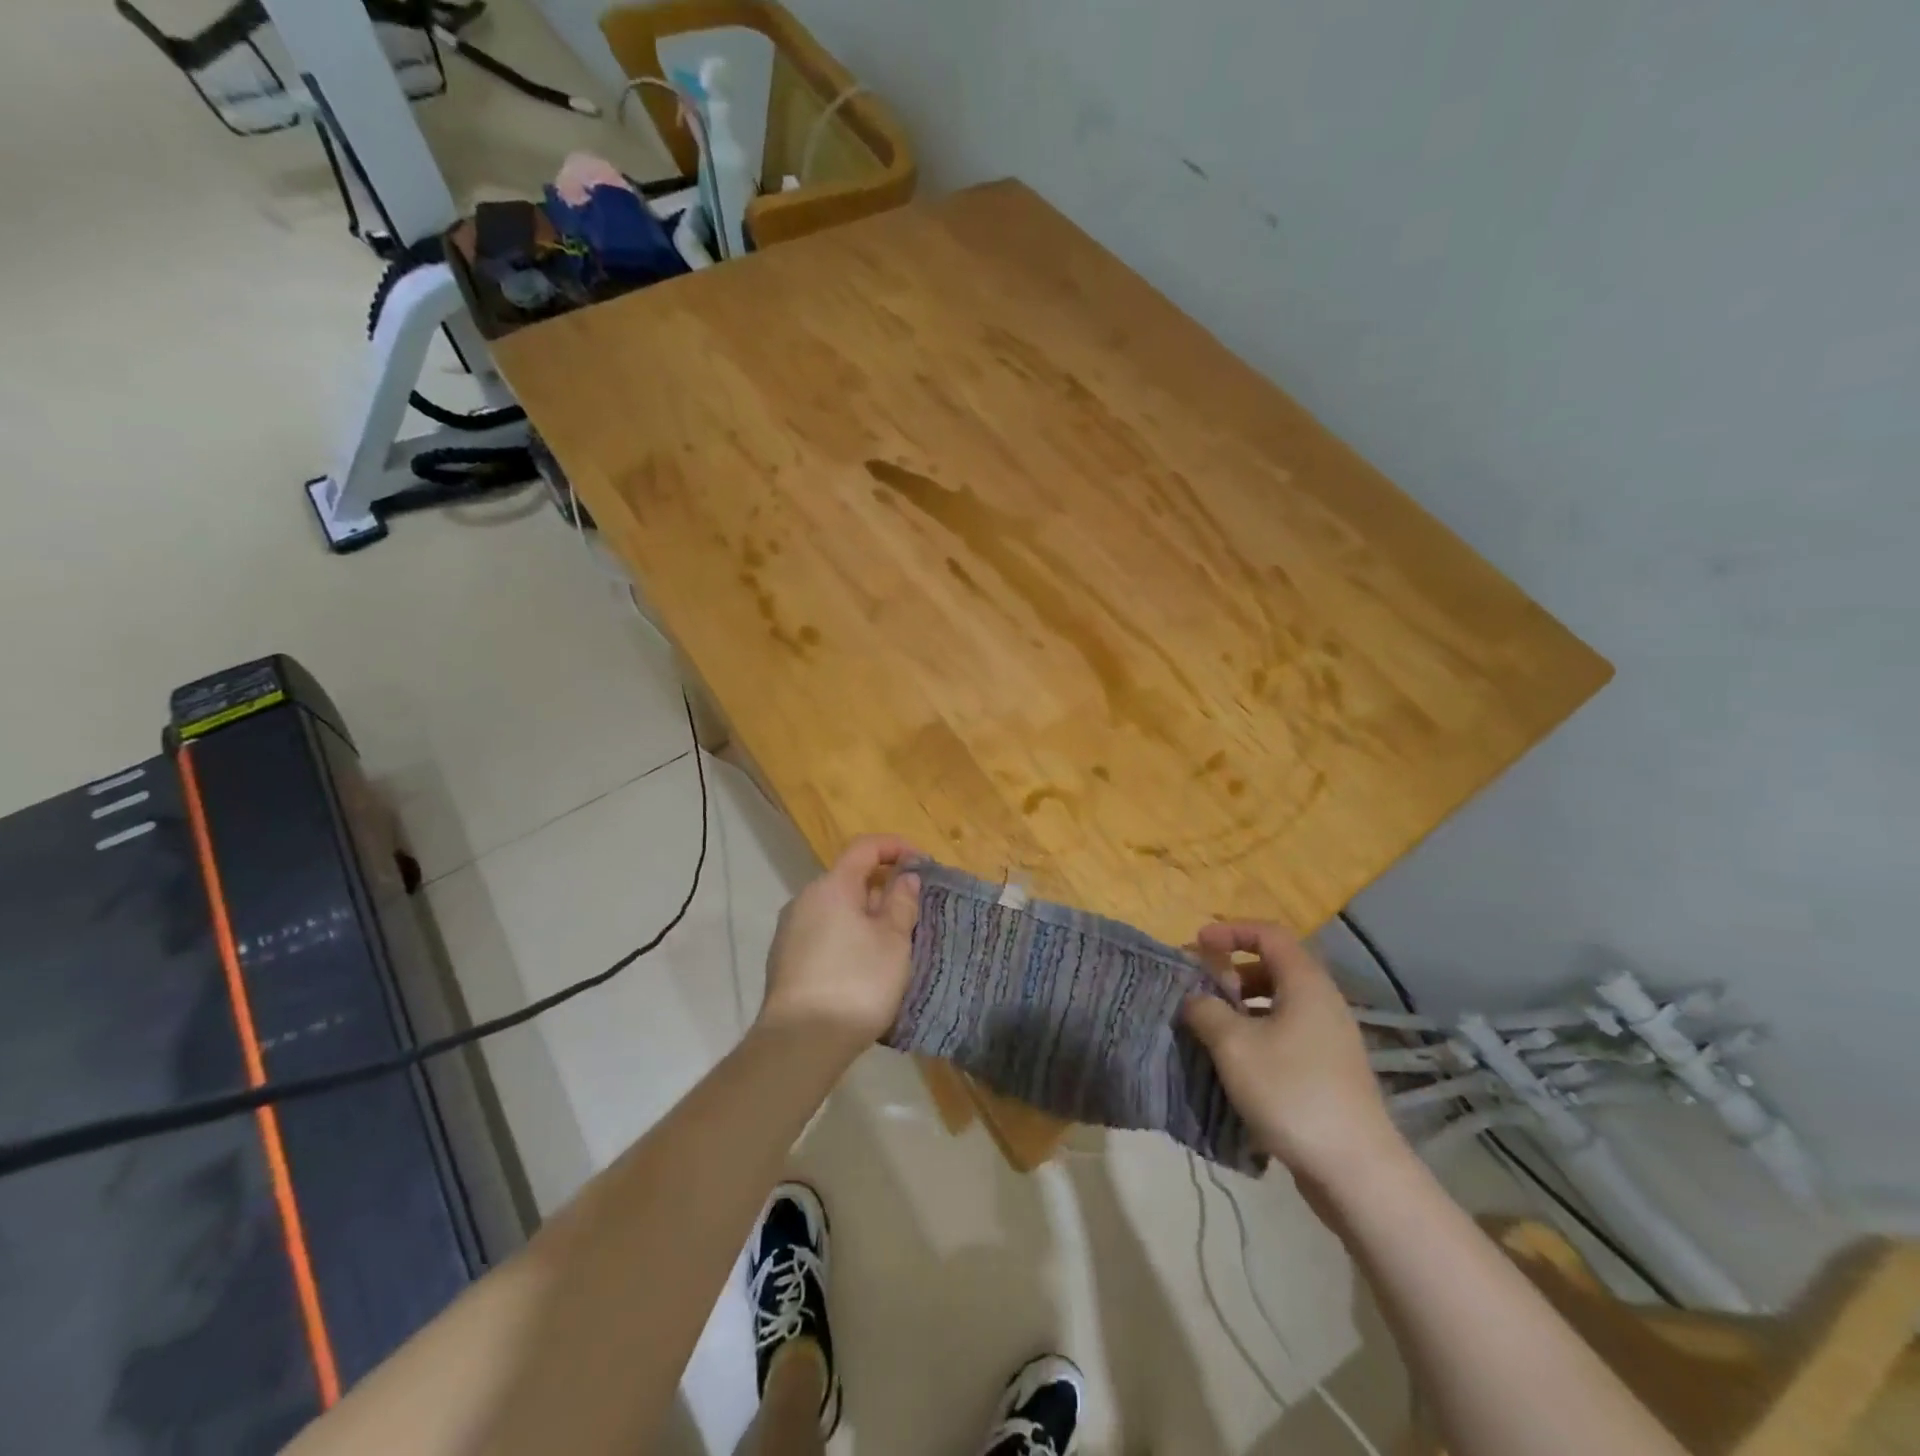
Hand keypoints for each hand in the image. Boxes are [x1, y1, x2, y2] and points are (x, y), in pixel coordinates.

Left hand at [759, 834, 921, 1049]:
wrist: (800, 1043)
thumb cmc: (856, 982)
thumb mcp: (894, 941)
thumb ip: (902, 902)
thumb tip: (905, 877)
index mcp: (832, 886)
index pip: (865, 847)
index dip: (896, 847)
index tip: (923, 863)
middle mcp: (805, 900)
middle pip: (849, 879)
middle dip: (883, 888)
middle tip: (913, 912)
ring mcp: (790, 931)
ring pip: (836, 909)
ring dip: (866, 916)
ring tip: (893, 943)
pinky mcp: (785, 961)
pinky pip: (823, 933)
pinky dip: (848, 936)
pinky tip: (864, 966)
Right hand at [1182, 922, 1407, 1187]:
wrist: (1356, 1170)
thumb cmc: (1291, 1092)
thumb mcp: (1233, 1045)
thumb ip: (1206, 1011)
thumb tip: (1195, 999)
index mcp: (1306, 984)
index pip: (1269, 934)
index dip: (1231, 931)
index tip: (1197, 944)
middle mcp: (1323, 1002)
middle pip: (1276, 966)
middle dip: (1233, 970)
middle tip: (1201, 986)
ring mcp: (1331, 1039)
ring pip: (1281, 1003)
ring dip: (1243, 1005)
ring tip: (1212, 1026)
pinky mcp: (1330, 1071)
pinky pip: (1288, 1033)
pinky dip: (1258, 1032)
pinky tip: (1236, 1062)